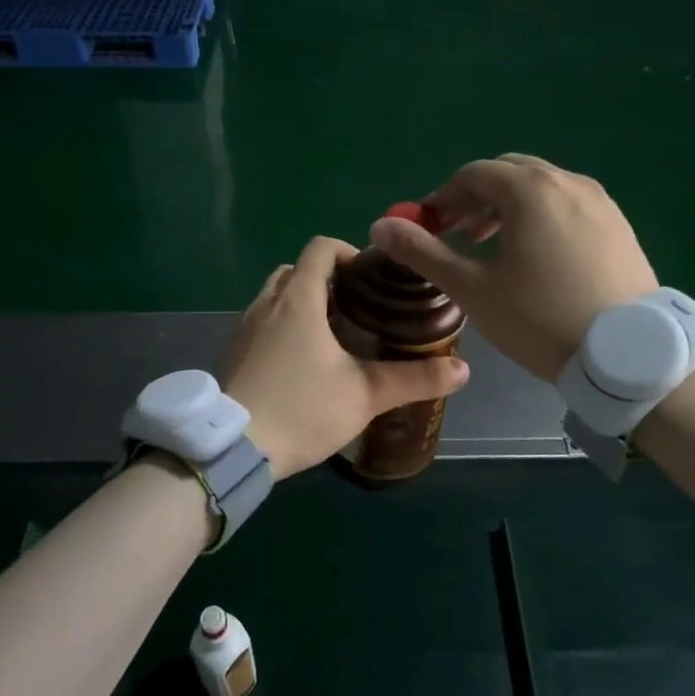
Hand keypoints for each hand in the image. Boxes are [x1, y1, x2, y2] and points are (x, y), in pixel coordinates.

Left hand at [221, 236, 470, 477]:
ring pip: (274, 297)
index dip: (347, 251)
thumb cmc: (301, 409)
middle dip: (324, 280)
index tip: (370, 277)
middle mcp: (266, 304)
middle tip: (355, 308)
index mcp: (298, 300)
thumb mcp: (364, 395)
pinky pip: (260, 324)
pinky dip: (281, 328)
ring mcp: (242, 328)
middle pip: (295, 270)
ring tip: (331, 337)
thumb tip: (463, 369)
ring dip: (300, 304)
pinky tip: (299, 365)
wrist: (231, 447)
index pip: (320, 248)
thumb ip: (414, 379)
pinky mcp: (231, 353)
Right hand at [367, 154, 656, 383]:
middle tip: (459, 234)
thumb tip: (380, 227)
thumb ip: (424, 252)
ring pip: (541, 187)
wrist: (628, 355)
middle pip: (508, 173)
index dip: (443, 197)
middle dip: (475, 198)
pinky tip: (537, 257)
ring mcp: (600, 201)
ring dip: (508, 206)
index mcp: (530, 190)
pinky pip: (568, 204)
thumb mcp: (473, 288)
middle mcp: (567, 182)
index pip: (473, 174)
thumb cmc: (540, 318)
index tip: (428, 228)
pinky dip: (541, 216)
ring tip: (493, 246)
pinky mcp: (619, 224)